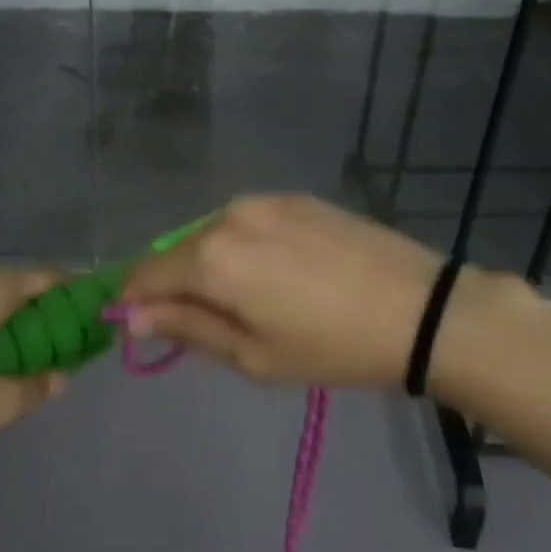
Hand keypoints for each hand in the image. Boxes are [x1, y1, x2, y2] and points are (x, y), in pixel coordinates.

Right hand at [117, 194, 538, 391]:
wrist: (419, 308)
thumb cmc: (330, 346)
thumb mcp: (253, 355)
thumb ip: (186, 327)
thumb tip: (132, 315)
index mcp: (210, 257)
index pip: (145, 274)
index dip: (135, 301)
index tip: (144, 327)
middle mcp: (227, 216)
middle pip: (177, 251)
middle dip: (177, 284)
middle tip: (211, 323)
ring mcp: (262, 200)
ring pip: (211, 233)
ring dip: (211, 263)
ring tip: (253, 298)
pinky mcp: (293, 196)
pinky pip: (246, 221)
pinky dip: (243, 245)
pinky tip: (280, 272)